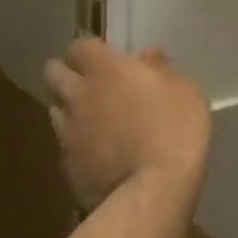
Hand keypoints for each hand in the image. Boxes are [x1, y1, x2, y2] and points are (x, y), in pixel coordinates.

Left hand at [44, 39, 211, 208]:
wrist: (154, 190)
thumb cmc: (176, 127)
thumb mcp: (184, 88)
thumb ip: (160, 68)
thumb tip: (145, 56)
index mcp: (106, 69)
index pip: (79, 46)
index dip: (89, 51)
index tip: (104, 58)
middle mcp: (79, 95)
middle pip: (53, 73)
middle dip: (66, 73)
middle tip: (88, 83)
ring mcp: (67, 134)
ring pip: (54, 110)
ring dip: (68, 109)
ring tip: (91, 119)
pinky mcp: (66, 168)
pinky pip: (64, 147)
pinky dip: (76, 145)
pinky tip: (96, 155)